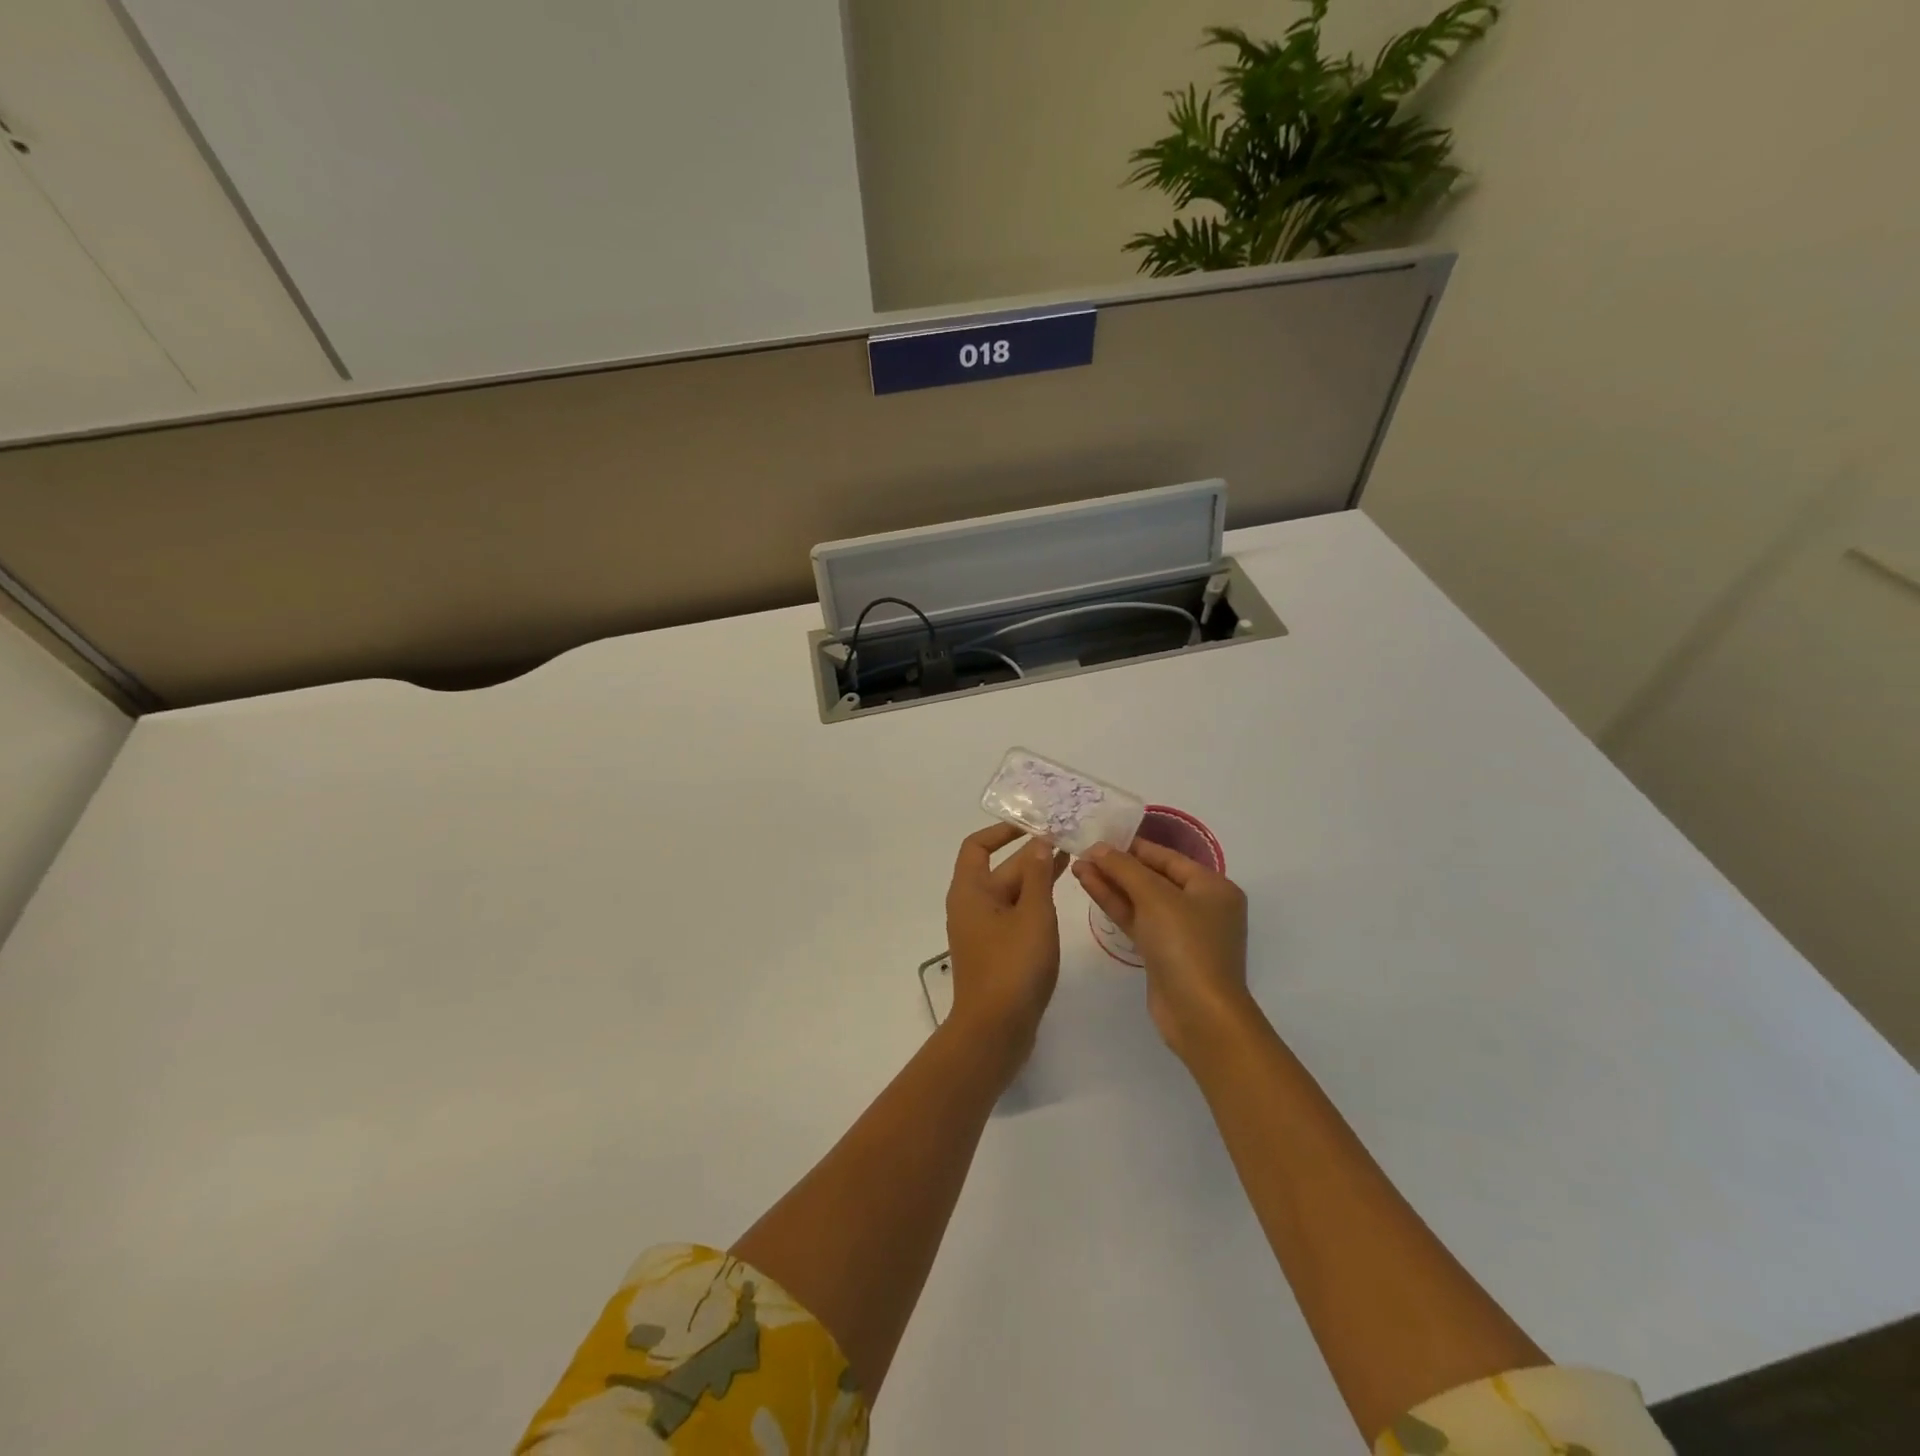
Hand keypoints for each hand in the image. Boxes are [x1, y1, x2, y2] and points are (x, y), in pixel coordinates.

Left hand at [945, 825, 1068, 1075]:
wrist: (995, 1031)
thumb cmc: (1012, 967)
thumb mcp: (1033, 915)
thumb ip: (1037, 876)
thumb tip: (1038, 843)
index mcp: (970, 891)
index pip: (978, 845)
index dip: (1002, 831)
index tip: (1032, 824)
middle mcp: (970, 906)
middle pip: (998, 869)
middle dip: (1030, 855)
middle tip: (1066, 841)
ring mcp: (982, 931)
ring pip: (1009, 894)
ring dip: (1035, 878)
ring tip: (1070, 863)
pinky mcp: (995, 951)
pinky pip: (1013, 916)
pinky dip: (1033, 903)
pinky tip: (1058, 901)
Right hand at [1073, 839, 1253, 1065]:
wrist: (1200, 1015)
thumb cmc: (1186, 945)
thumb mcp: (1155, 897)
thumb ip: (1125, 868)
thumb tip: (1099, 847)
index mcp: (1213, 887)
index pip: (1167, 857)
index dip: (1132, 846)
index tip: (1099, 837)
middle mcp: (1201, 906)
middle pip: (1153, 877)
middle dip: (1118, 866)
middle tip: (1082, 853)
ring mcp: (1181, 932)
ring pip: (1141, 900)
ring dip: (1111, 884)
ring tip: (1077, 867)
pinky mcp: (1163, 953)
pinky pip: (1137, 920)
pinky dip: (1115, 905)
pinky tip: (1090, 887)